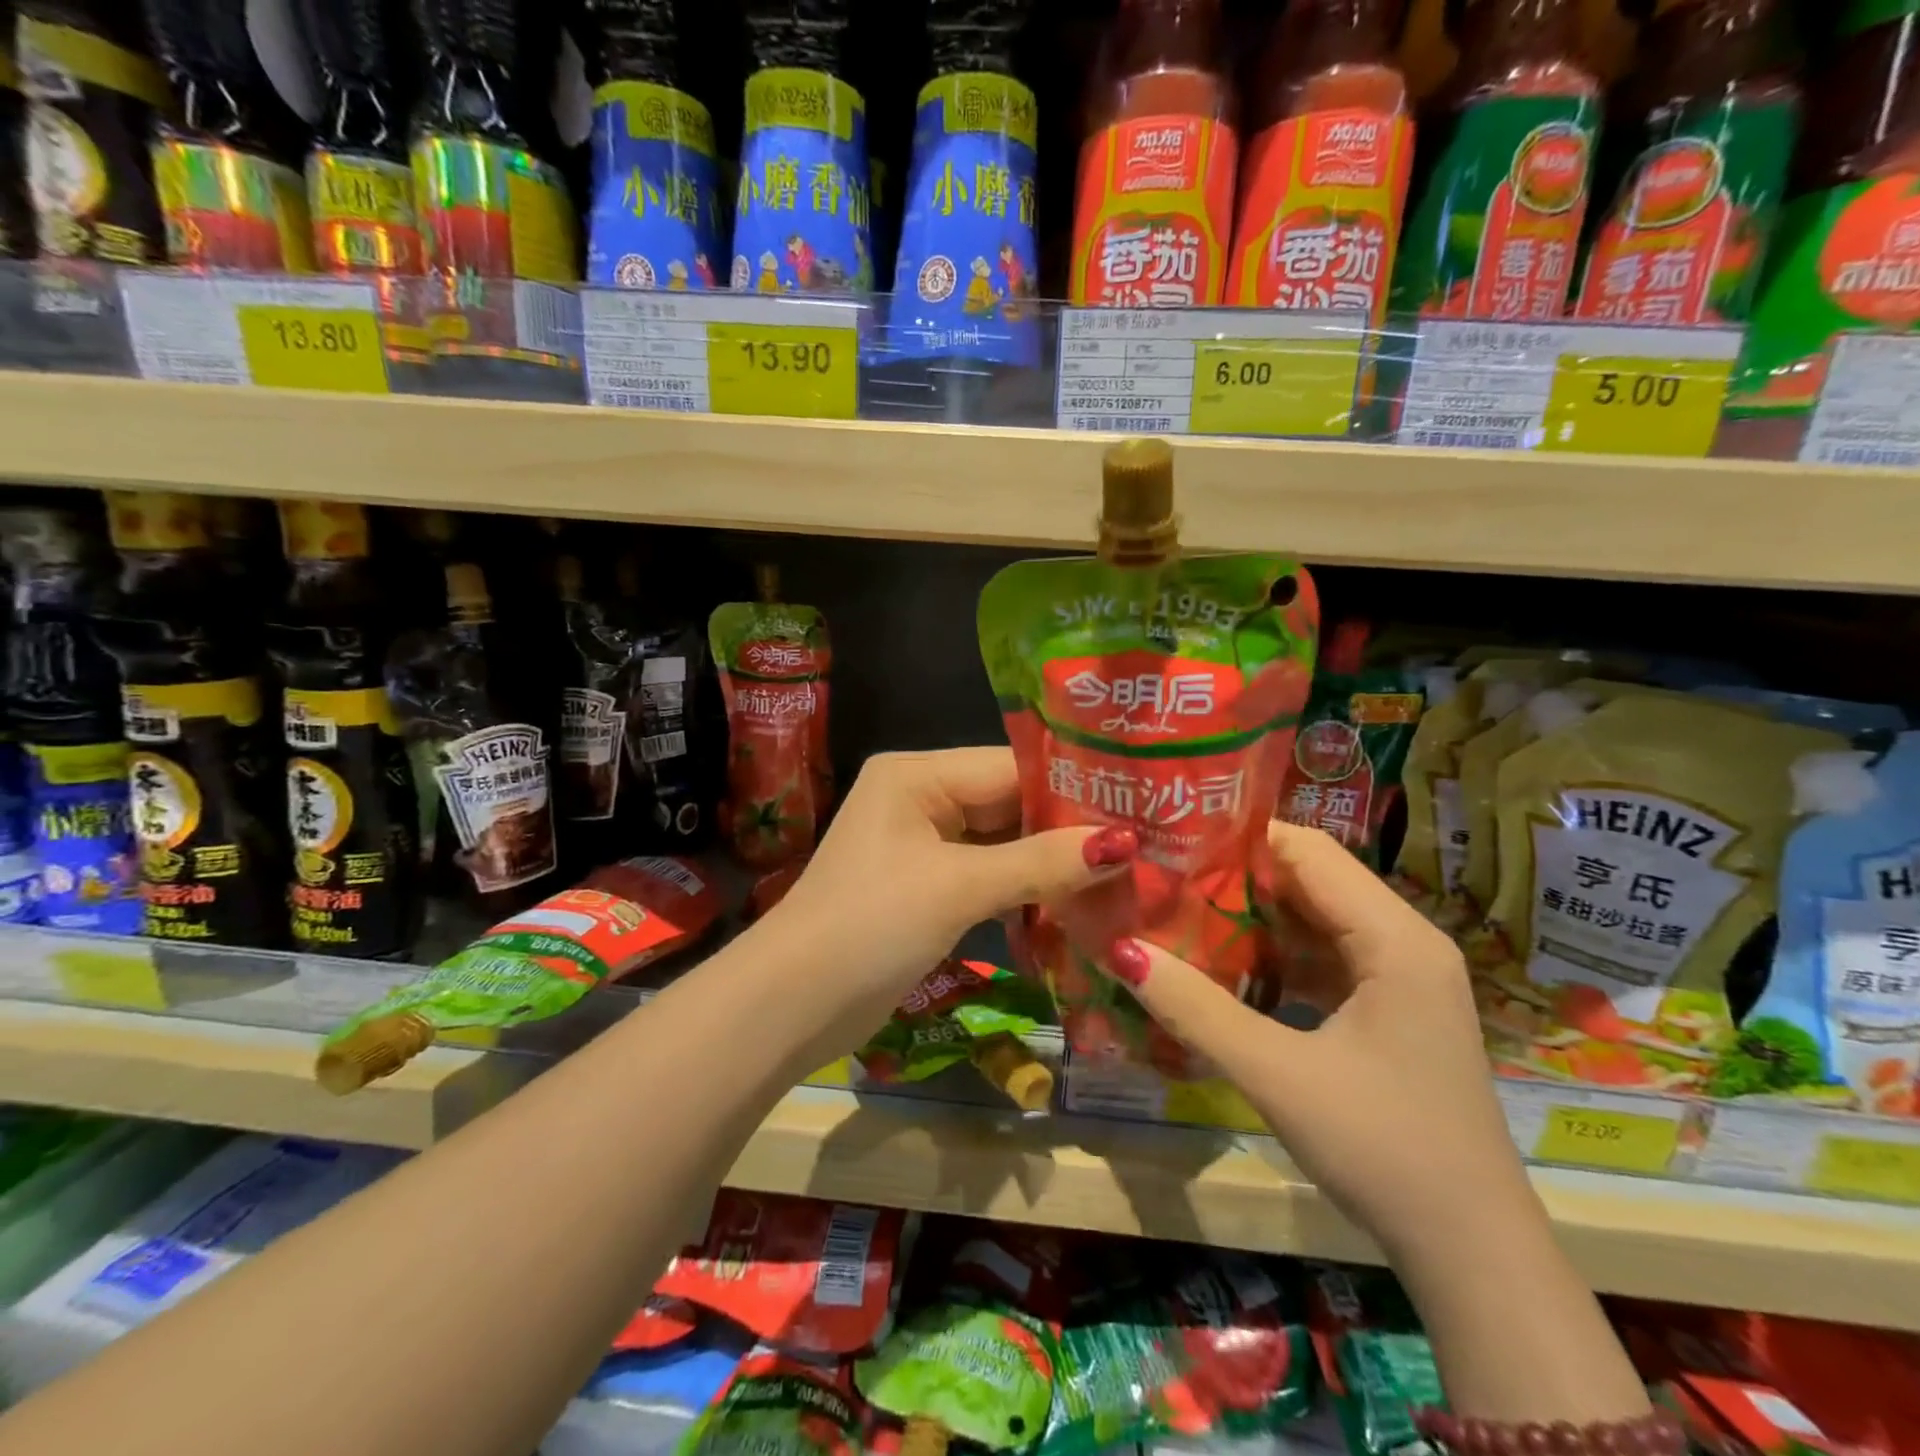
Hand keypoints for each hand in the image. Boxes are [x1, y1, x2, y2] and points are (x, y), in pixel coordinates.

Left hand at [767, 748, 1136, 1026]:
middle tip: (1144, 846)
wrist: (791, 1005)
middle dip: (1068, 830)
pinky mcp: (927, 887)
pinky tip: (1076, 906)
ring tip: (1125, 876)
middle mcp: (921, 798)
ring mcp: (923, 845)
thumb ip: (1041, 863)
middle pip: (1010, 804)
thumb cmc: (870, 926)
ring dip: (1051, 865)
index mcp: (918, 775)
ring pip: (1003, 843)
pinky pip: (988, 875)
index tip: (1140, 807)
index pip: (1011, 767)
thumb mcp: (958, 887)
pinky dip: (1024, 891)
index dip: (1073, 789)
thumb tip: (1125, 844)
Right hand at [1097, 821, 1536, 1262]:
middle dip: (1238, 875)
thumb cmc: (1384, 1150)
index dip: (1241, 838)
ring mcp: (1401, 976)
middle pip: (1312, 879)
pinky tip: (1225, 967)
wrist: (1471, 1253)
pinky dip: (1275, 956)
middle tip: (1165, 876)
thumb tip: (1121, 950)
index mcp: (1395, 938)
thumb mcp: (1278, 1075)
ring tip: (1181, 911)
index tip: (1174, 841)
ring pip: (1315, 919)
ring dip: (1253, 917)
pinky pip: (1324, 958)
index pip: (1309, 850)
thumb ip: (1197, 1009)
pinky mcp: (1390, 1008)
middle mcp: (1405, 941)